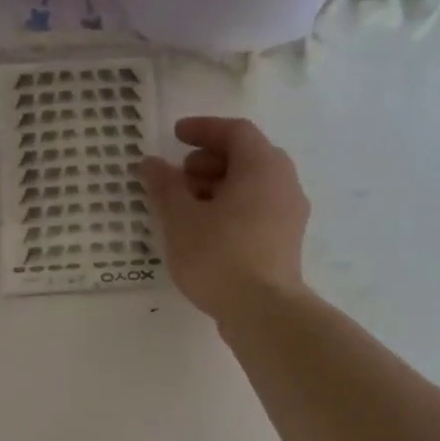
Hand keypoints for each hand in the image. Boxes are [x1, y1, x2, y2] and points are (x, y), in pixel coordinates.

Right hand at [138, 117, 310, 323]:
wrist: (263, 311)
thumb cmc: (219, 255)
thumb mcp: (181, 219)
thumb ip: (164, 186)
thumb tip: (150, 163)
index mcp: (262, 166)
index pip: (235, 131)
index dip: (203, 129)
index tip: (176, 136)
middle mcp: (283, 183)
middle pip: (246, 158)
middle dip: (208, 161)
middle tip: (178, 176)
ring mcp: (289, 214)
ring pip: (252, 186)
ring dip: (217, 187)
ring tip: (185, 207)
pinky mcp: (285, 242)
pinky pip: (256, 210)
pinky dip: (230, 209)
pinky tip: (204, 231)